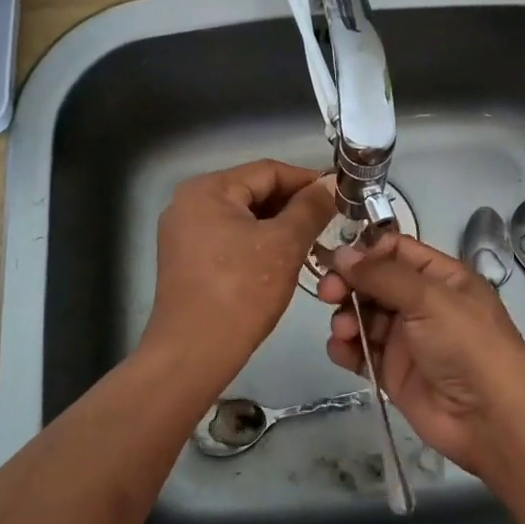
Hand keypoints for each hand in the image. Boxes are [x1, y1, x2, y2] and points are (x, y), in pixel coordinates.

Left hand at [142, 160, 337, 389]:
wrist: (193, 353)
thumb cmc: (240, 291)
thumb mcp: (284, 245)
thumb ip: (311, 208)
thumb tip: (332, 184)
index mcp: (207, 189)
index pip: (268, 170)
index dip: (307, 180)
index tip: (340, 195)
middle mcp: (189, 203)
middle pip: (253, 191)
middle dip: (293, 205)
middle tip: (331, 221)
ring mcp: (184, 233)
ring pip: (243, 217)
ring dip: (278, 226)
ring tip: (313, 241)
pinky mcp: (186, 260)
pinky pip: (230, 238)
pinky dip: (258, 243)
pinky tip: (282, 260)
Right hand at [319, 232, 524, 471]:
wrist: (490, 419)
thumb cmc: (467, 345)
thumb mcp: (429, 299)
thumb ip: (382, 275)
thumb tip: (341, 253)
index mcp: (440, 277)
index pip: (396, 250)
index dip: (367, 252)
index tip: (341, 261)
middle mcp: (422, 303)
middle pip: (374, 282)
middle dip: (348, 284)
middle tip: (328, 293)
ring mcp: (406, 338)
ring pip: (363, 315)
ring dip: (345, 317)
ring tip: (343, 330)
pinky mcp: (392, 371)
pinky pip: (360, 350)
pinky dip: (345, 347)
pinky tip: (340, 349)